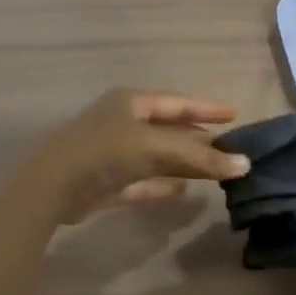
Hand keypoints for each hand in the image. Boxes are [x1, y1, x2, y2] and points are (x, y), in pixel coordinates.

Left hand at [29, 89, 250, 224]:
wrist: (51, 188)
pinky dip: (164, 186)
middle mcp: (123, 123)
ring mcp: (114, 153)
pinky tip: (185, 192)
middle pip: (170, 130)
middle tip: (231, 148)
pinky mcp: (108, 183)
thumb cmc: (104, 152)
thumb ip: (199, 157)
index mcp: (131, 102)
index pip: (178, 102)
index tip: (234, 115)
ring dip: (184, 164)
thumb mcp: (155, 148)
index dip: (206, 108)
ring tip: (216, 171)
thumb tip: (245, 164)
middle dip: (199, 140)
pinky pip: (144, 181)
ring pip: (159, 157)